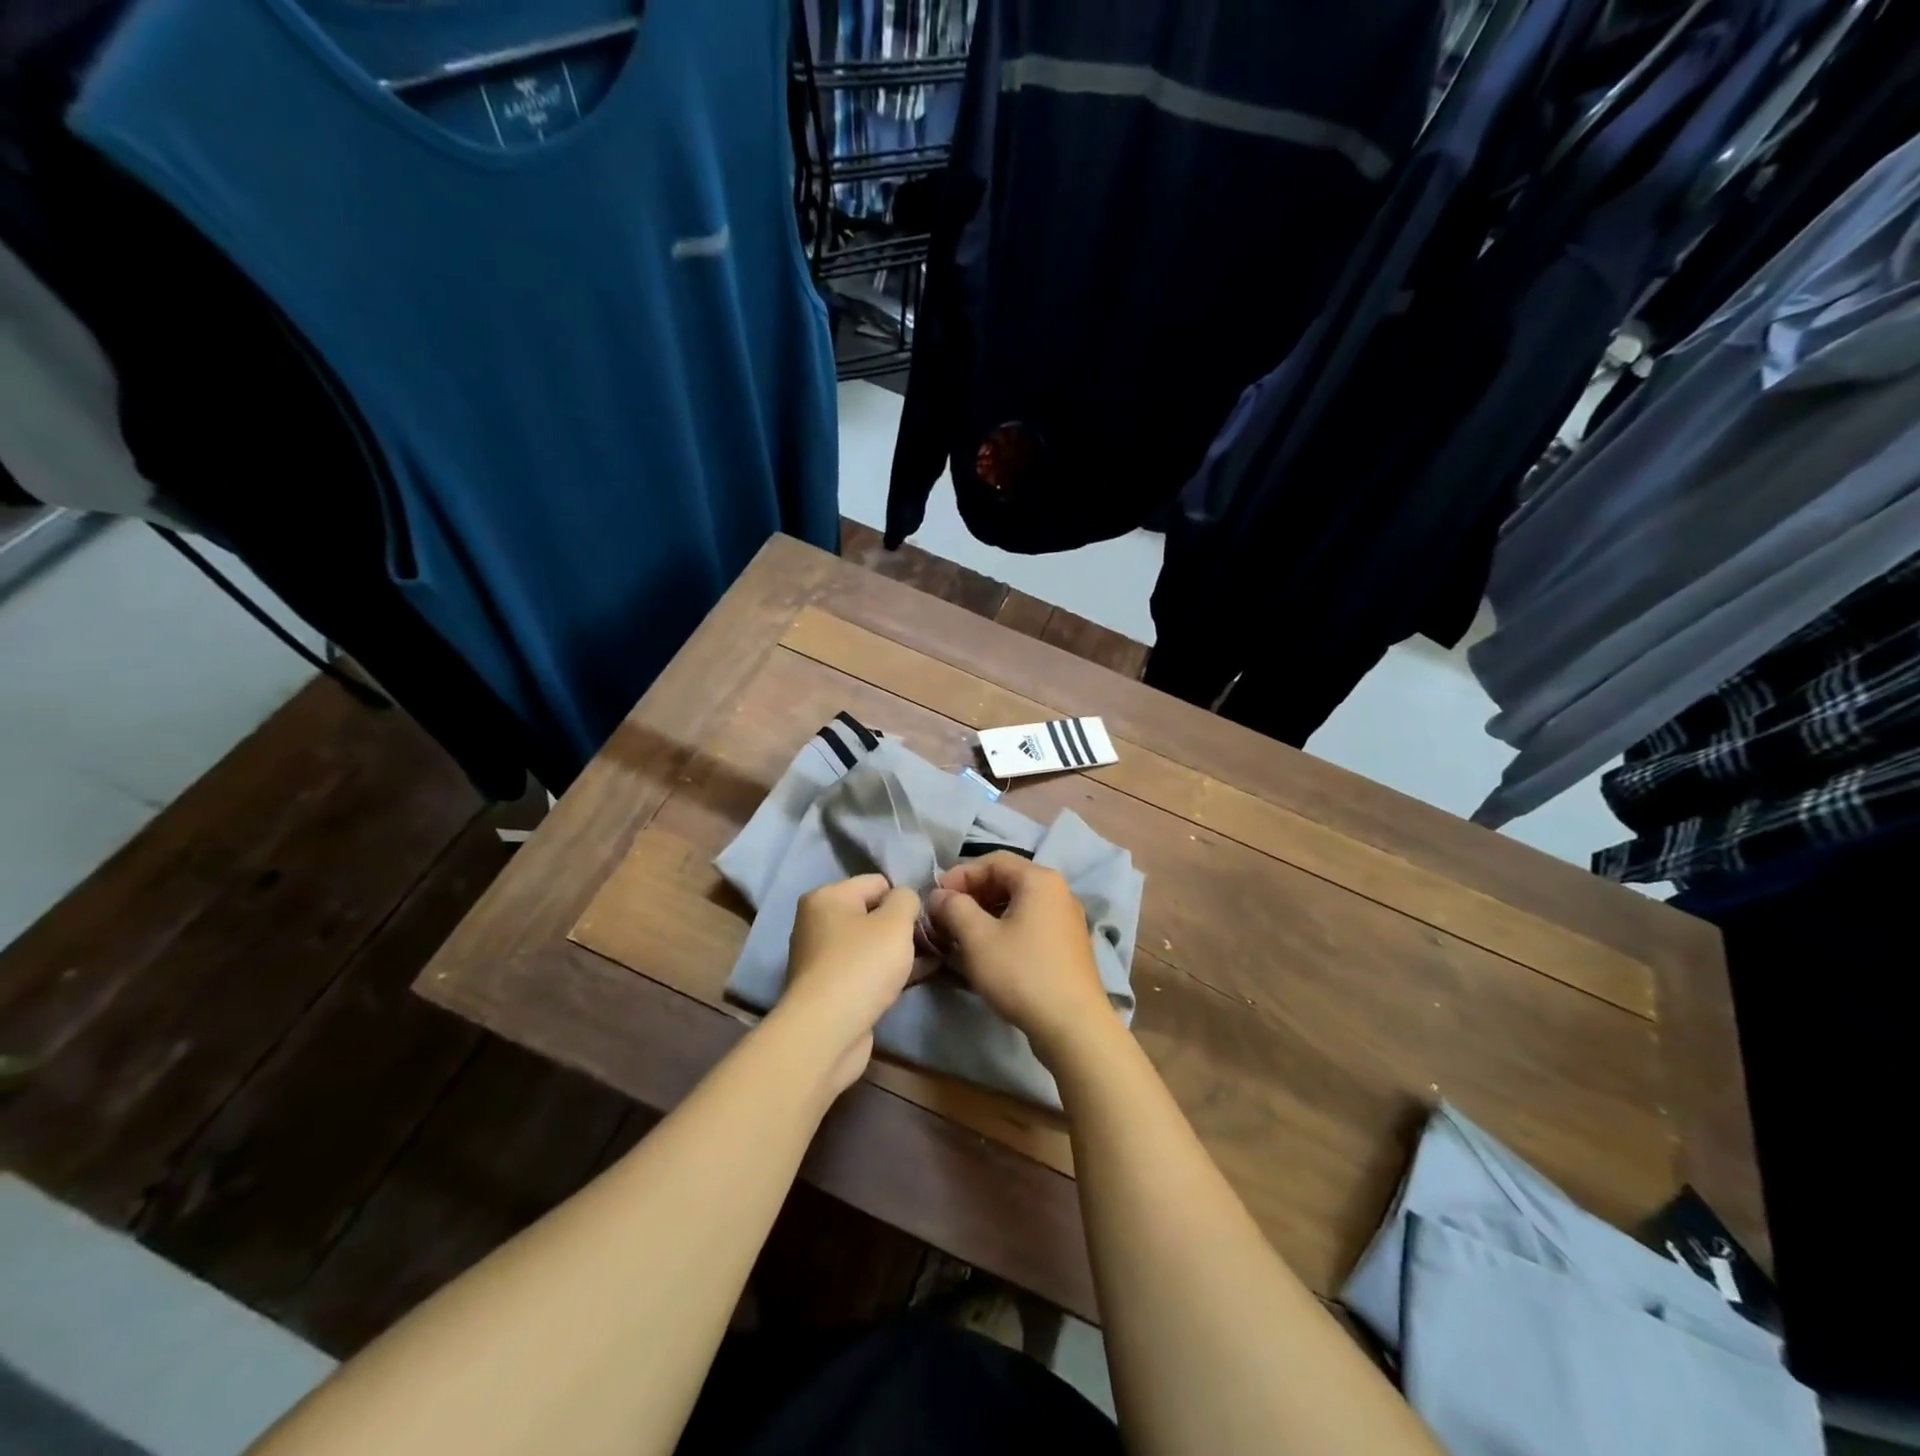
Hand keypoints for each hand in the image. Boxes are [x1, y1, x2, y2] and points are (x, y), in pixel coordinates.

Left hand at [779, 874, 920, 1092]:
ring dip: (898, 952)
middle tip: (929, 944)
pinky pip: (865, 970)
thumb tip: (906, 899)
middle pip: (873, 914)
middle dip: (902, 928)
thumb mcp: (896, 921)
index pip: (877, 883)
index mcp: (826, 897)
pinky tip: (913, 980)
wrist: (827, 1032)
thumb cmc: (862, 965)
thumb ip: (907, 899)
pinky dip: (886, 973)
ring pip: (871, 945)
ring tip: (929, 962)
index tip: (924, 921)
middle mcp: (817, 922)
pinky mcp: (829, 989)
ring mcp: (821, 958)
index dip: (904, 899)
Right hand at [927, 853, 1115, 1064]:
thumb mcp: (977, 938)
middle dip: (972, 895)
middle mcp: (1058, 891)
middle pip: (1007, 880)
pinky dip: (1004, 930)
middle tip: (945, 916)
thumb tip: (939, 896)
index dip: (960, 875)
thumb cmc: (1022, 973)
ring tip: (960, 935)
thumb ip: (954, 908)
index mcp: (1039, 879)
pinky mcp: (1067, 945)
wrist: (1073, 1026)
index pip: (992, 861)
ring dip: (985, 914)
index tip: (935, 897)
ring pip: (1017, 905)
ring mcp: (1066, 919)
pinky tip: (987, 952)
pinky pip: (1030, 924)